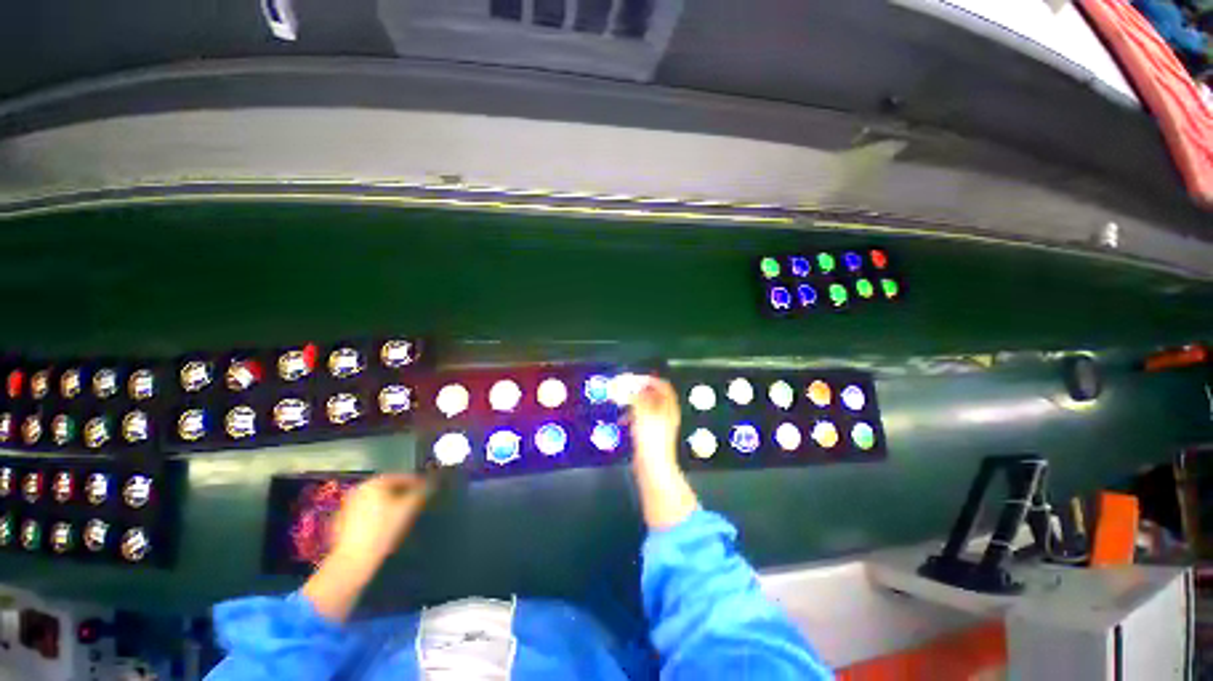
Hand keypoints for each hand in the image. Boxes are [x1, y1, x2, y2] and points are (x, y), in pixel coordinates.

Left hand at [330, 473, 432, 566]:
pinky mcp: (342, 520)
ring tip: (401, 515)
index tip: (426, 489)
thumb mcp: (408, 509)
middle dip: (402, 493)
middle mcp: (359, 489)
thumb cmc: (383, 530)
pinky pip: (365, 511)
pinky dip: (377, 514)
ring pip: (376, 500)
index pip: (401, 477)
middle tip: (414, 502)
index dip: (417, 483)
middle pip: (387, 487)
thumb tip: (431, 483)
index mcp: (374, 483)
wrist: (353, 560)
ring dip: (390, 503)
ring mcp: (348, 505)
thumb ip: (421, 492)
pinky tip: (383, 526)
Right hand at [628, 378, 697, 529]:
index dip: (649, 379)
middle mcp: (665, 414)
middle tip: (625, 388)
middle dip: (638, 391)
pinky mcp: (650, 435)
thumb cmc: (651, 437)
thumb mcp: (642, 411)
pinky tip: (622, 421)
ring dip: (633, 403)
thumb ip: (635, 395)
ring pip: (645, 407)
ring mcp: (658, 425)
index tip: (635, 378)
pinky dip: (631, 416)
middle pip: (653, 395)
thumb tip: (629, 384)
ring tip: (621, 403)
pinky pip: (640, 419)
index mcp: (668, 406)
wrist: (653, 467)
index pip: (663, 386)